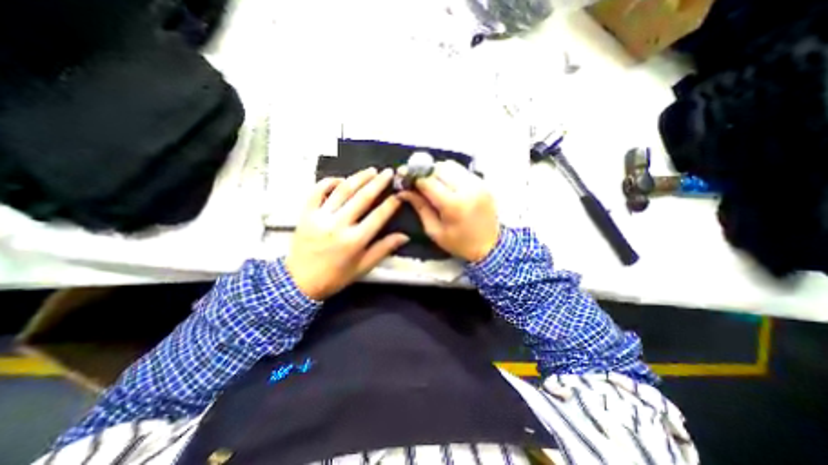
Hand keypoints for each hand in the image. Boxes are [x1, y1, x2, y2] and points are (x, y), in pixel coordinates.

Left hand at [285, 168, 405, 299]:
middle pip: (362, 198)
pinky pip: (317, 191)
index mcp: (355, 240)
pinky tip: (341, 179)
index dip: (391, 204)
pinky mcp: (306, 213)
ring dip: (358, 177)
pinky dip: (329, 182)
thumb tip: (405, 236)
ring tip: (371, 170)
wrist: (299, 282)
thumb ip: (384, 249)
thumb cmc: (335, 277)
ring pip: (342, 190)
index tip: (399, 194)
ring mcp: (320, 217)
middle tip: (388, 172)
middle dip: (378, 183)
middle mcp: (338, 225)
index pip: (379, 216)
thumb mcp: (363, 267)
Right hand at [400, 160, 497, 261]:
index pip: (428, 181)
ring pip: (451, 165)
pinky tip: (446, 184)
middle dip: (424, 172)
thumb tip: (404, 191)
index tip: (403, 177)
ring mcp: (477, 184)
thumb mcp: (434, 231)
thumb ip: (420, 207)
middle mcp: (467, 189)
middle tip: (417, 181)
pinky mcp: (483, 183)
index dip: (413, 177)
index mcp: (453, 205)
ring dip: (437, 170)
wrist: (490, 246)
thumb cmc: (459, 243)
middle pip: (439, 168)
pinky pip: (461, 170)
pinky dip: (450, 173)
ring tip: (432, 182)